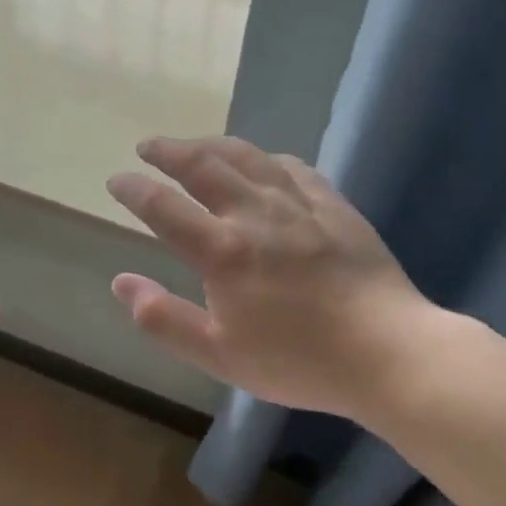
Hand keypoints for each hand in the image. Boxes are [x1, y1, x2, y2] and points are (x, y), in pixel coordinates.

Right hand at [106, 137, 438, 420]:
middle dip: (168, 151)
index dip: (133, 188)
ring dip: (211, 144)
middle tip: (147, 146)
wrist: (390, 353)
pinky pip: (292, 167)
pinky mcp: (333, 205)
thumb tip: (121, 282)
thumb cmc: (299, 360)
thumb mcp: (219, 355)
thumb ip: (164, 319)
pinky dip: (265, 159)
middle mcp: (254, 214)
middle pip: (202, 165)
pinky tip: (262, 163)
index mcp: (222, 251)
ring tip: (194, 145)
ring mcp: (298, 204)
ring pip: (246, 156)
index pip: (162, 206)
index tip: (116, 180)